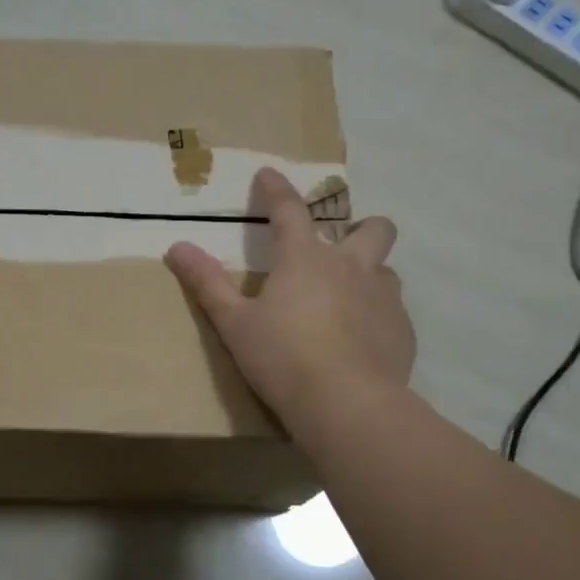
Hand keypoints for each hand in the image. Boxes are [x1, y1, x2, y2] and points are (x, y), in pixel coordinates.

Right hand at [164, 167, 410, 431]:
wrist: (347, 405)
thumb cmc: (282, 358)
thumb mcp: (234, 323)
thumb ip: (207, 283)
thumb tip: (177, 247)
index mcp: (305, 259)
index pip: (289, 210)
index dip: (276, 189)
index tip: (268, 174)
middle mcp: (351, 267)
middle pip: (372, 228)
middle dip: (360, 227)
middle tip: (339, 247)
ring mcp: (384, 298)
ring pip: (386, 269)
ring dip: (369, 274)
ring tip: (347, 300)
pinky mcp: (402, 331)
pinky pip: (394, 310)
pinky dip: (377, 315)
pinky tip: (361, 342)